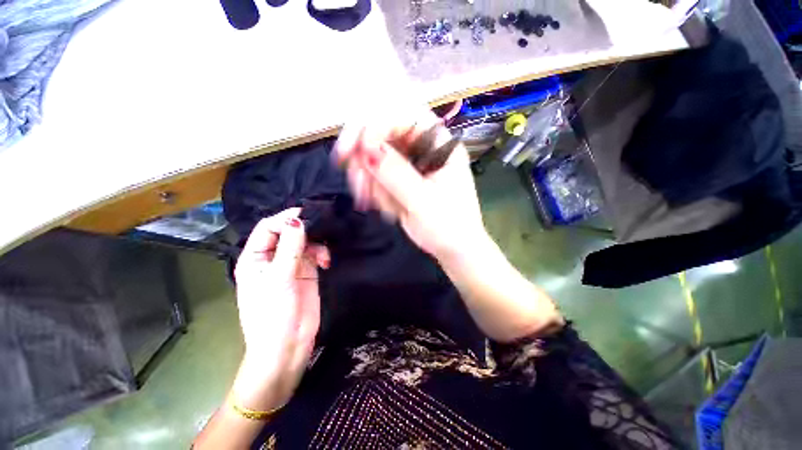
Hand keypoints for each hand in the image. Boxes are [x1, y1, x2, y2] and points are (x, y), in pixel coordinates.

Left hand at [231, 208, 329, 410]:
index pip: (267, 228)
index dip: (284, 219)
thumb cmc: (273, 314)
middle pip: (288, 233)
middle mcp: (272, 258)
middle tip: (321, 227)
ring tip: (324, 256)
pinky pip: (315, 254)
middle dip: (304, 229)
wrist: (288, 346)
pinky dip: (322, 254)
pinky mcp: (307, 273)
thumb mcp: (279, 278)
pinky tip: (326, 262)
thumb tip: (297, 220)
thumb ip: (290, 248)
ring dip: (316, 243)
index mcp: (255, 258)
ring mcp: (291, 265)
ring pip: (304, 242)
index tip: (305, 214)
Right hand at [335, 110, 487, 261]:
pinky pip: (378, 175)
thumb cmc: (448, 227)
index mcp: (440, 144)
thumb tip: (366, 147)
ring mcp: (412, 164)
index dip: (376, 125)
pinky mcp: (402, 180)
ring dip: (368, 178)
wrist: (454, 249)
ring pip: (376, 156)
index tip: (356, 150)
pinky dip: (374, 190)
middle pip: (385, 134)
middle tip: (357, 182)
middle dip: (365, 157)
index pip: (405, 116)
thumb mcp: (422, 201)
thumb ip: (395, 174)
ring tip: (374, 203)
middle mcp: (424, 148)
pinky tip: (385, 208)